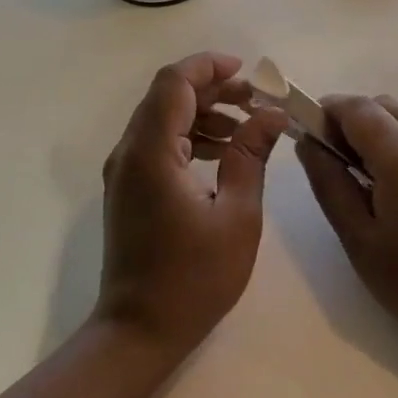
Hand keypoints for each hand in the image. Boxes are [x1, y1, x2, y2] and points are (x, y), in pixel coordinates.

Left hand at [97, 52, 291, 359]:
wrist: (139, 331)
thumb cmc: (194, 278)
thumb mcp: (237, 215)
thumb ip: (251, 156)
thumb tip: (272, 116)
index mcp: (152, 152)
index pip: (175, 83)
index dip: (210, 66)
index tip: (249, 73)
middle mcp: (130, 152)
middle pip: (168, 96)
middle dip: (214, 88)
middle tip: (258, 101)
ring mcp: (125, 171)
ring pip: (164, 119)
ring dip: (205, 112)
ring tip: (249, 126)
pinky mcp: (129, 188)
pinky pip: (160, 144)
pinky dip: (192, 137)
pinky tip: (225, 153)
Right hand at [297, 96, 397, 360]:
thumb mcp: (360, 239)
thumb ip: (330, 185)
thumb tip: (309, 144)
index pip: (357, 107)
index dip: (326, 110)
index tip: (307, 132)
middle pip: (383, 106)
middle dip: (350, 119)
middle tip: (331, 157)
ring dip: (376, 132)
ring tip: (361, 177)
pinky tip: (395, 190)